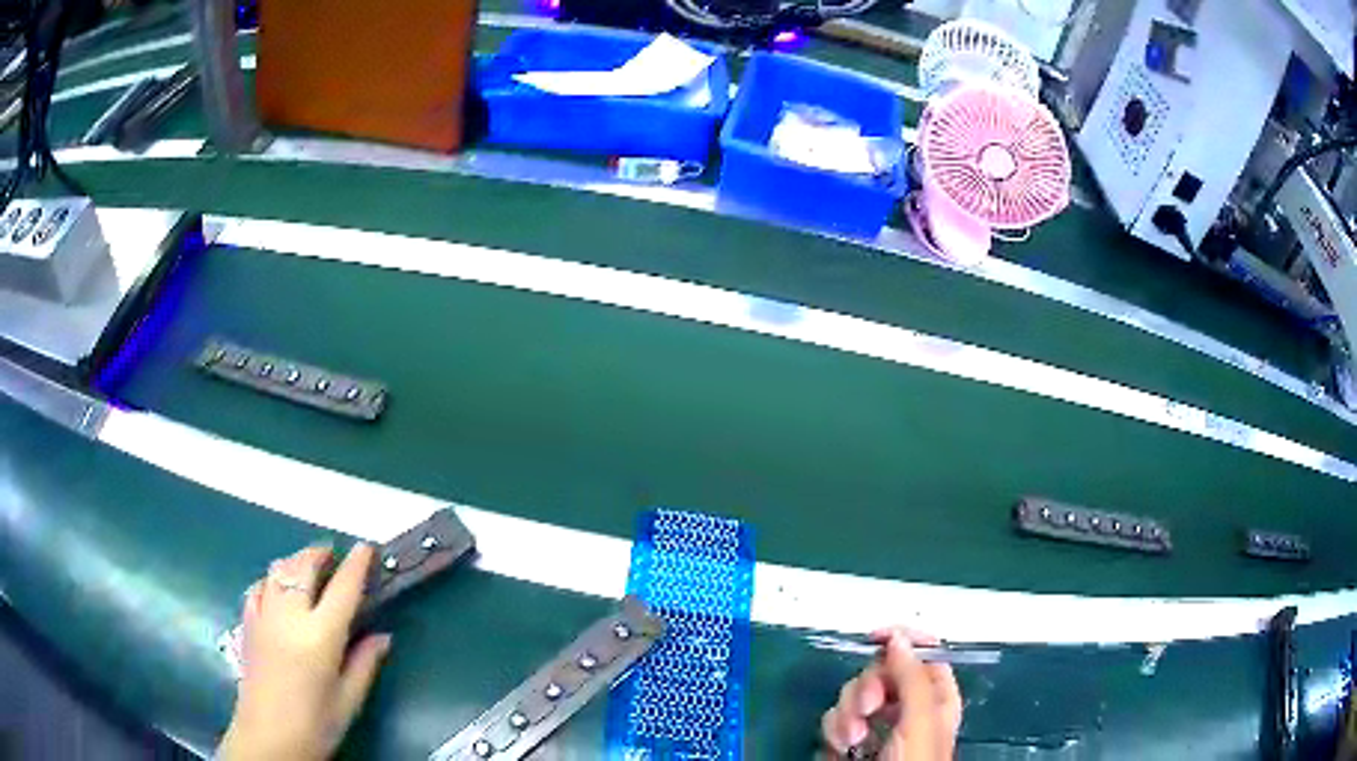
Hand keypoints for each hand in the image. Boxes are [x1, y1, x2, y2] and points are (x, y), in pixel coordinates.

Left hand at [218, 544, 391, 760]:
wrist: (268, 737)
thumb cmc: (315, 724)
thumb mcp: (349, 700)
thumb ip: (365, 663)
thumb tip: (383, 636)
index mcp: (320, 636)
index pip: (342, 589)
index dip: (356, 565)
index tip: (366, 548)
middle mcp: (289, 616)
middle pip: (303, 567)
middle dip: (320, 553)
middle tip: (335, 555)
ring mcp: (264, 616)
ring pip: (278, 570)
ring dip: (296, 561)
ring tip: (309, 567)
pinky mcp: (248, 623)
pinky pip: (259, 586)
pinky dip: (272, 578)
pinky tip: (278, 588)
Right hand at [821, 629, 961, 759]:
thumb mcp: (921, 719)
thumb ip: (913, 676)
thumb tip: (899, 639)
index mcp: (935, 697)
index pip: (924, 654)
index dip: (904, 640)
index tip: (878, 637)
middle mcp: (906, 708)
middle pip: (880, 673)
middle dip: (866, 689)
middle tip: (867, 709)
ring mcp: (875, 727)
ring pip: (852, 697)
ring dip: (846, 715)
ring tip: (852, 740)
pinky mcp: (849, 743)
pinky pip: (834, 722)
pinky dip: (833, 733)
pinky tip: (841, 749)